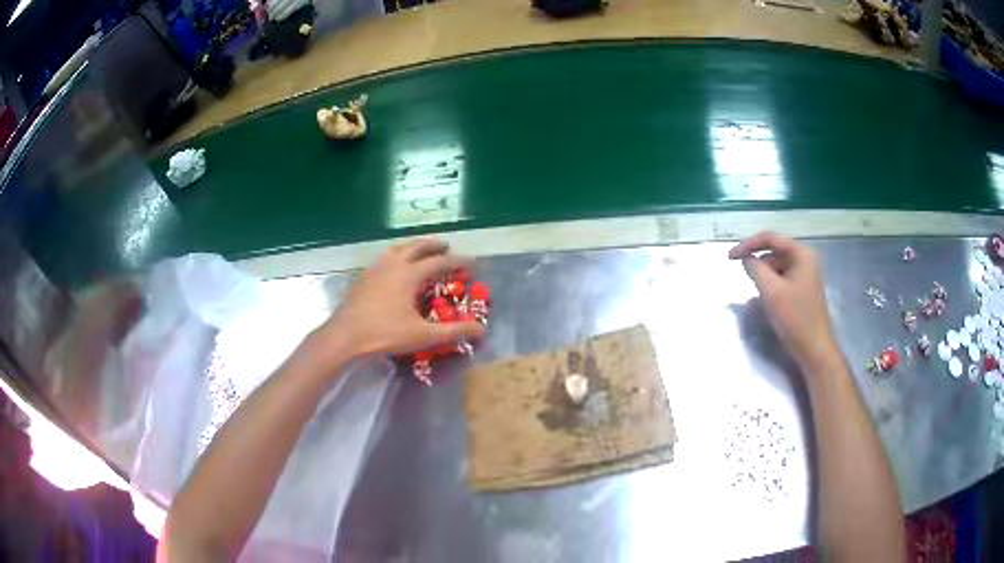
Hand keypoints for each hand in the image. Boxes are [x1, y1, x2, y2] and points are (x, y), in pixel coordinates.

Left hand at [313, 238, 484, 360]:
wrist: (345, 335)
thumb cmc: (384, 333)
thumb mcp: (422, 335)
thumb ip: (453, 331)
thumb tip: (481, 330)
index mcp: (409, 274)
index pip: (439, 262)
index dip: (457, 261)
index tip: (472, 262)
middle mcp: (393, 264)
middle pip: (417, 247)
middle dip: (434, 245)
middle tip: (446, 245)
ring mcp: (375, 269)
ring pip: (397, 248)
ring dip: (413, 246)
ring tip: (420, 249)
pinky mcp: (363, 277)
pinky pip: (384, 258)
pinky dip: (396, 255)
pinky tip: (393, 266)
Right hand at [729, 232, 838, 370]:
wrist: (814, 349)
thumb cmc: (795, 319)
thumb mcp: (771, 292)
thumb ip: (756, 269)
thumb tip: (746, 259)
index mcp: (802, 254)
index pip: (770, 238)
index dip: (748, 245)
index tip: (729, 257)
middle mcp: (805, 259)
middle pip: (774, 252)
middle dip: (757, 263)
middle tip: (742, 278)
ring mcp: (805, 275)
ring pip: (777, 267)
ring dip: (764, 276)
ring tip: (756, 293)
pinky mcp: (802, 289)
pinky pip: (782, 279)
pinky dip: (771, 286)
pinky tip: (766, 300)